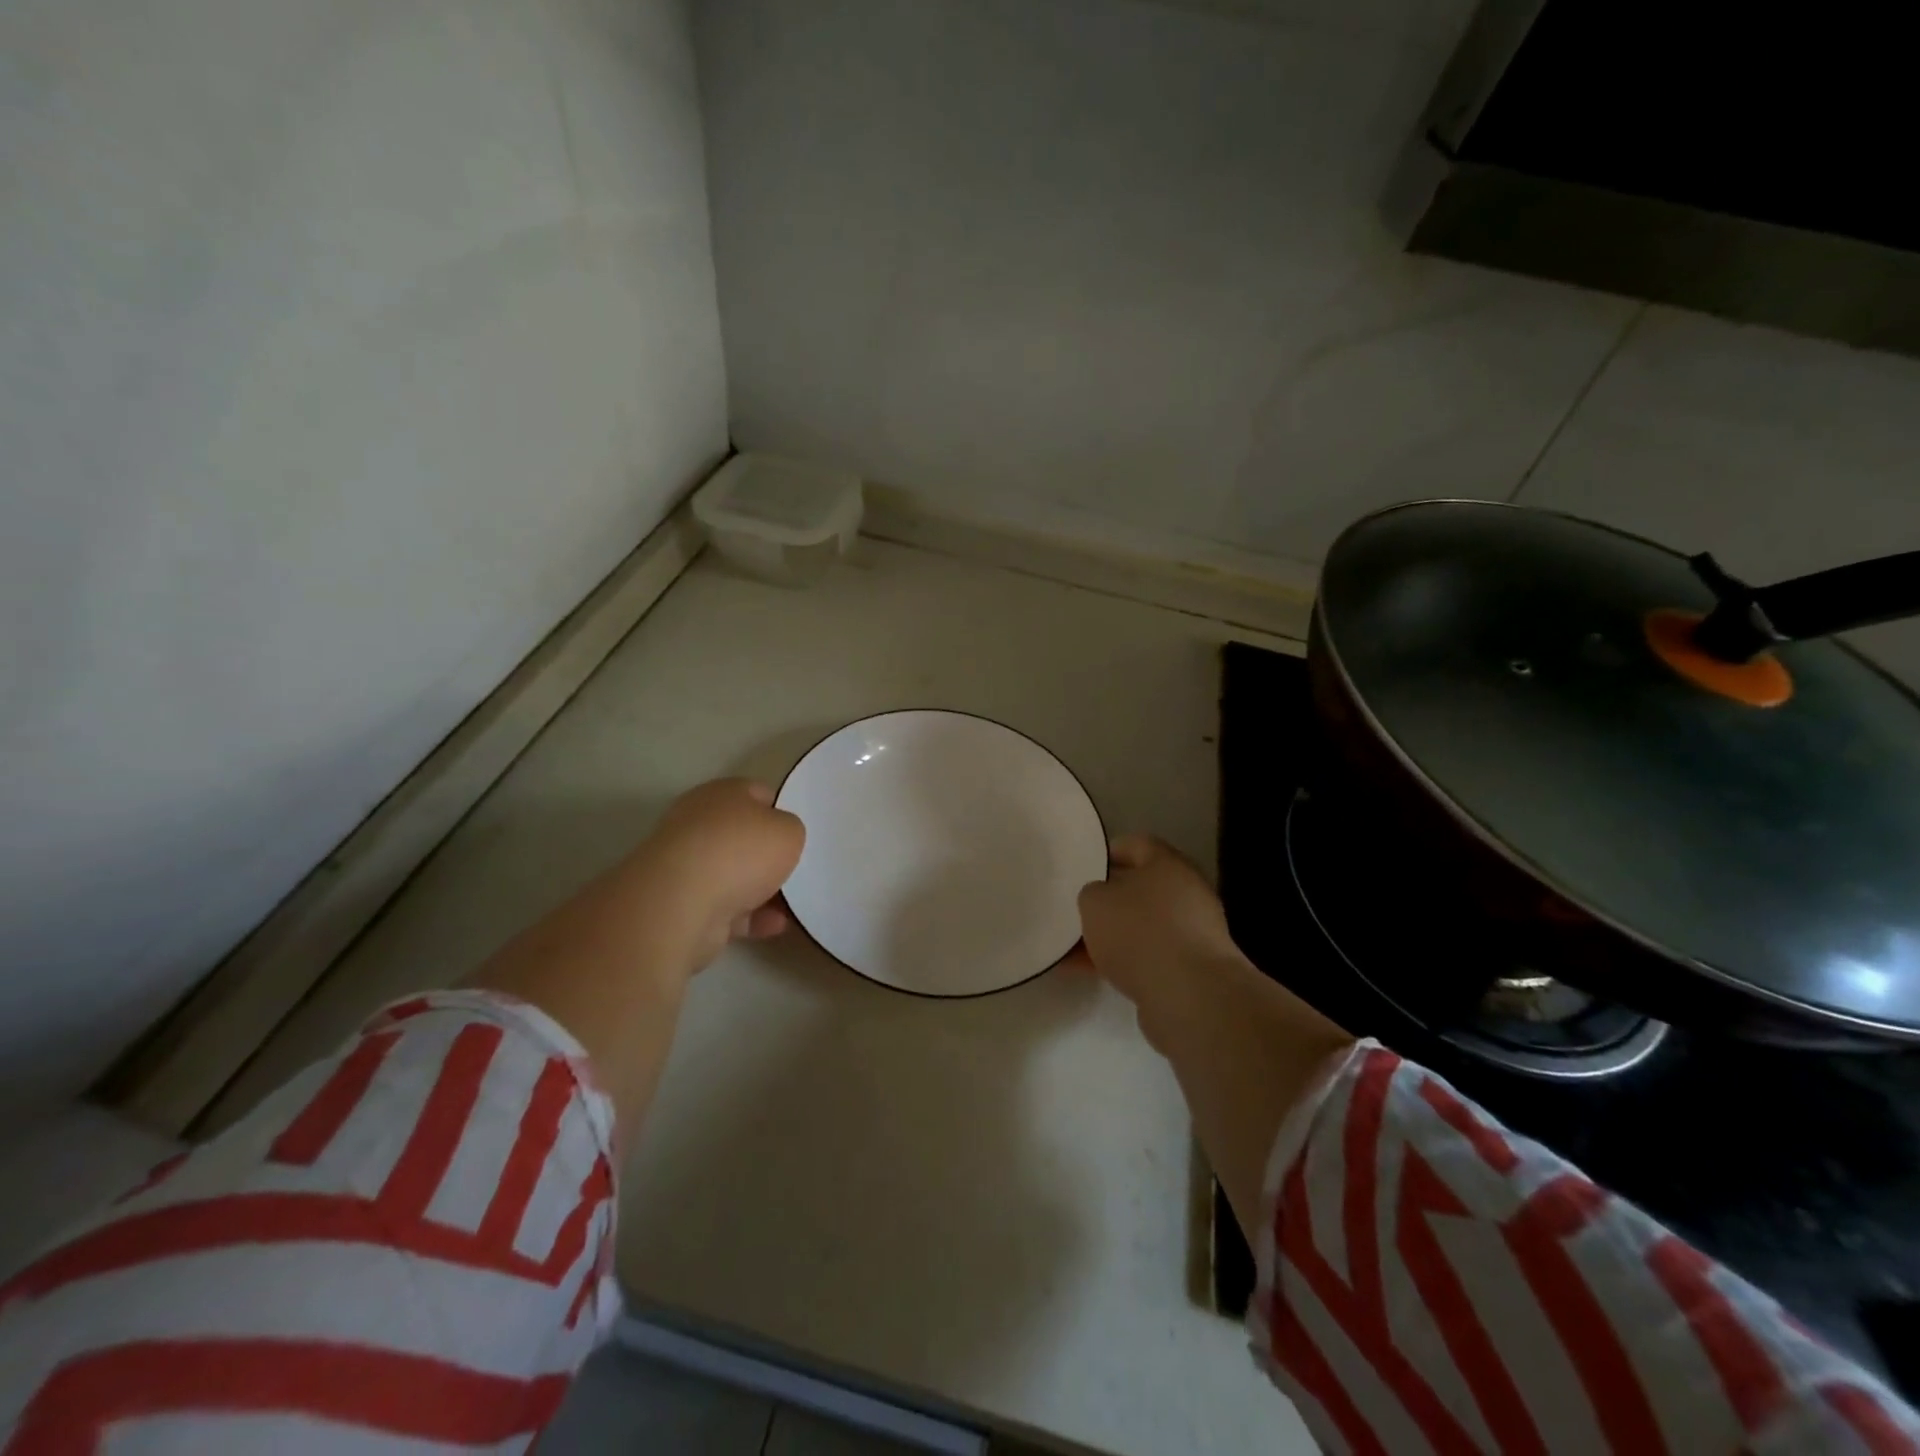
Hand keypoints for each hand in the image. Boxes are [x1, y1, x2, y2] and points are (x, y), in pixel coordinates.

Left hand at [627, 778, 805, 972]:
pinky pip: (726, 907)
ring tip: (795, 905)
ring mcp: (687, 865)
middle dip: (769, 855)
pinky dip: (751, 916)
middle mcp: (699, 824)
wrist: (682, 904)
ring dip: (762, 890)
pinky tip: (776, 926)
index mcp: (722, 794)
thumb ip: (790, 830)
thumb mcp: (789, 831)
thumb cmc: (741, 852)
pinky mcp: (682, 903)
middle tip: (798, 869)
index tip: (800, 833)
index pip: (758, 794)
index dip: (782, 811)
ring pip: (734, 875)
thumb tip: (778, 838)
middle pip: (743, 836)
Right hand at [1072, 835, 1245, 1047]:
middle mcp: (1187, 892)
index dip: (1109, 852)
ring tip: (1074, 949)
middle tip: (1080, 909)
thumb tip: (1101, 899)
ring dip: (1113, 935)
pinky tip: (1090, 973)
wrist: (1189, 995)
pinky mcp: (1191, 969)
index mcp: (1168, 864)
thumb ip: (1092, 893)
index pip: (1136, 844)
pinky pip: (1149, 956)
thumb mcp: (1095, 902)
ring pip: (1143, 925)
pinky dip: (1123, 961)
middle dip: (1110, 900)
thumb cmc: (1139, 932)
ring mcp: (1193, 932)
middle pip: (1141, 888)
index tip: (1084, 866)